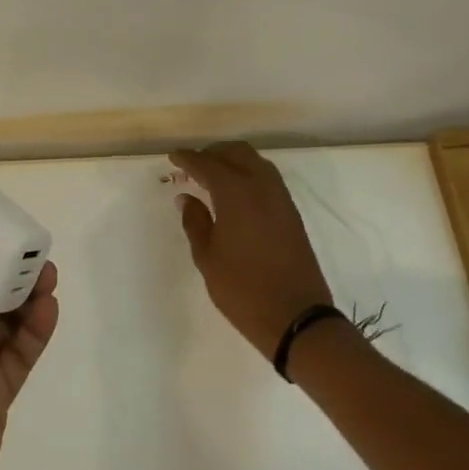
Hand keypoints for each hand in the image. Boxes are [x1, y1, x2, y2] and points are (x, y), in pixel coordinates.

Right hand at [171, 141, 333, 359]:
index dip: (188, 159)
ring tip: (212, 175)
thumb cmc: (242, 289)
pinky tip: (235, 192)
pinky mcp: (291, 213)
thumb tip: (186, 198)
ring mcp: (281, 199)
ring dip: (233, 160)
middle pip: (237, 153)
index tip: (172, 157)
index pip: (208, 165)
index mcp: (236, 194)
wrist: (296, 316)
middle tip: (192, 164)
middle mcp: (262, 188)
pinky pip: (268, 179)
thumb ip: (195, 222)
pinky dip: (248, 174)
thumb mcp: (208, 258)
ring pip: (256, 162)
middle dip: (213, 153)